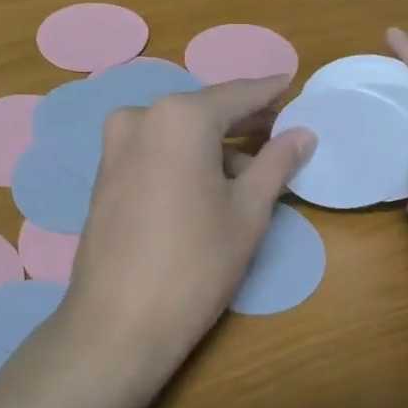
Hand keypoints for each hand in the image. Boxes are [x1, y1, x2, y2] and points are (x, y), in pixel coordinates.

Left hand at [61, 77, 314, 391]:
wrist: (118, 322)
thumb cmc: (195, 263)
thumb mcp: (248, 212)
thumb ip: (276, 163)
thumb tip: (303, 133)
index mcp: (179, 116)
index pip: (236, 94)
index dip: (269, 92)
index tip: (292, 85)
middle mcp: (141, 117)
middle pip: (204, 111)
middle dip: (243, 122)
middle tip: (281, 131)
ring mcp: (115, 146)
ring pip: (178, 132)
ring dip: (215, 145)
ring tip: (253, 171)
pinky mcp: (104, 174)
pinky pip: (155, 151)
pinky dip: (186, 158)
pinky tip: (211, 184)